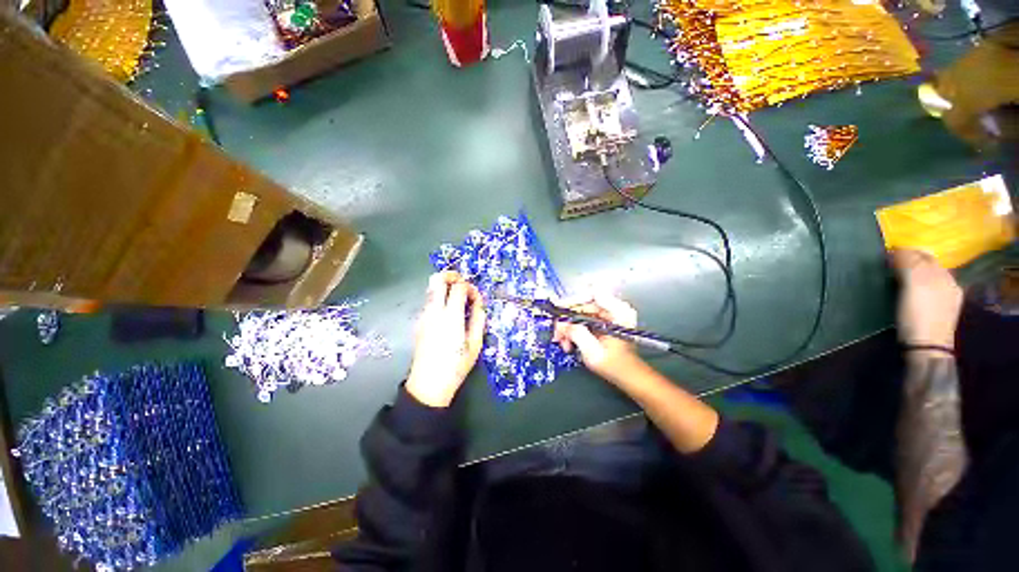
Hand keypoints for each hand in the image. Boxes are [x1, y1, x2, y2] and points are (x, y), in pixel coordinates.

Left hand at [406, 272, 485, 406]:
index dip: (469, 287)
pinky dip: (439, 297)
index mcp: (450, 316)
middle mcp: (434, 311)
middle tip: (463, 283)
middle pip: (437, 279)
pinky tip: (448, 312)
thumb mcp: (475, 343)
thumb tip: (479, 302)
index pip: (458, 287)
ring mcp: (423, 316)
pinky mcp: (419, 322)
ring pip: (430, 288)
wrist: (428, 384)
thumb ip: (478, 318)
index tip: (476, 297)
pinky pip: (428, 301)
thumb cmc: (456, 365)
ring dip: (444, 286)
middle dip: (451, 275)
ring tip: (457, 298)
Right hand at [552, 293, 642, 383]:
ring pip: (579, 312)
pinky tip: (569, 342)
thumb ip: (576, 333)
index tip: (560, 312)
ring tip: (563, 341)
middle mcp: (613, 309)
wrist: (627, 376)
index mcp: (618, 311)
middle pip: (582, 304)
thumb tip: (561, 323)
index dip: (573, 301)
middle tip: (558, 332)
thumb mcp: (593, 351)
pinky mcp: (601, 321)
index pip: (592, 294)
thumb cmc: (615, 366)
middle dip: (566, 319)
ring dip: (568, 326)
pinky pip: (581, 319)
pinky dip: (573, 329)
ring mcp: (607, 314)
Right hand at [890, 250, 962, 350]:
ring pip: (928, 277)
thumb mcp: (913, 284)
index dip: (903, 252)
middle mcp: (948, 282)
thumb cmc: (917, 315)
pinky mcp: (940, 311)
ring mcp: (947, 298)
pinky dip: (917, 286)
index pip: (921, 254)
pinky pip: (929, 290)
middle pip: (927, 265)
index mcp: (942, 274)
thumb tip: (896, 250)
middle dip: (909, 261)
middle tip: (888, 264)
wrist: (926, 348)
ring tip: (896, 277)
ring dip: (912, 274)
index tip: (884, 255)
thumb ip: (908, 263)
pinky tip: (909, 293)